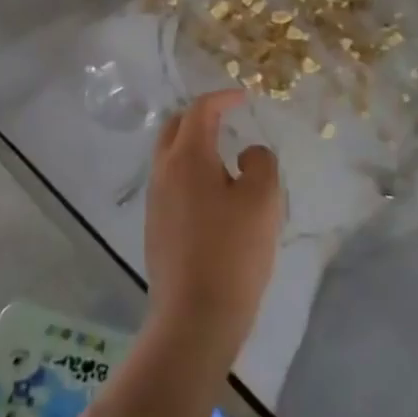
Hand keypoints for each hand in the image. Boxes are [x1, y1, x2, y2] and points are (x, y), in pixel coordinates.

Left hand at [145, 91, 281, 365]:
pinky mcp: (155, 227)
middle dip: (200, 116)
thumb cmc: (232, 252)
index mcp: (187, 157)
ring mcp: (155, 201)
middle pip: (175, 127)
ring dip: (193, 146)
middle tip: (227, 119)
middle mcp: (163, 171)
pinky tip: (213, 195)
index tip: (243, 97)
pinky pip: (170, 183)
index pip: (200, 110)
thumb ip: (260, 162)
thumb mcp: (262, 200)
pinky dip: (189, 172)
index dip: (223, 98)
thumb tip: (247, 154)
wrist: (194, 318)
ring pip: (170, 156)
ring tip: (224, 156)